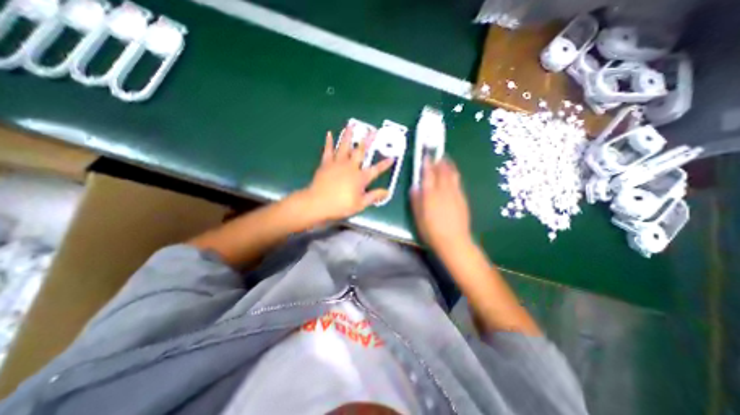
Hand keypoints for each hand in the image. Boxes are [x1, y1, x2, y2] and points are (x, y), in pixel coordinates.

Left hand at [297, 127, 395, 223]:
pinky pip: (328, 150)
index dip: (384, 164)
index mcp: (360, 177)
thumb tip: (387, 192)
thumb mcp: (360, 204)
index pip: (376, 170)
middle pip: (361, 151)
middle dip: (368, 141)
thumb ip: (374, 196)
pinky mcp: (326, 163)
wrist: (318, 203)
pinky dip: (329, 142)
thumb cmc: (340, 205)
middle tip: (373, 130)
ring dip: (349, 135)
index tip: (392, 158)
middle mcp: (350, 167)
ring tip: (352, 124)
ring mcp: (338, 163)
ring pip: (344, 146)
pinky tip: (329, 133)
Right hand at [408, 158, 470, 249]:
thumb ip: (416, 200)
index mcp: (430, 194)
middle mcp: (443, 190)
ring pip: (452, 174)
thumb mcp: (418, 217)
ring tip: (446, 160)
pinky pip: (458, 182)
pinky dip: (454, 175)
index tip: (426, 155)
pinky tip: (453, 175)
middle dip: (439, 161)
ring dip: (448, 165)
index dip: (427, 163)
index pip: (428, 174)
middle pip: (442, 171)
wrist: (454, 241)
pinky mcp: (463, 198)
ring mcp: (455, 193)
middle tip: (437, 154)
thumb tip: (415, 187)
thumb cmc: (431, 231)